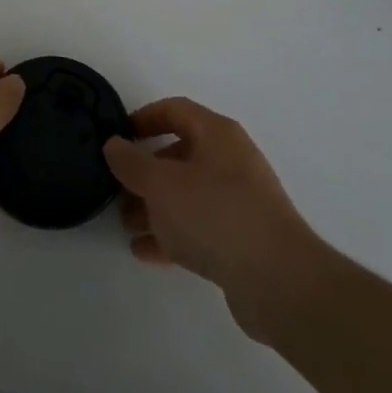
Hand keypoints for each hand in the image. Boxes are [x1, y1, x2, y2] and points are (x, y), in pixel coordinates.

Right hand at [104, 98, 322, 342]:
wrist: (279, 282)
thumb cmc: (215, 214)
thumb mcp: (162, 184)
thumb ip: (132, 163)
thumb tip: (113, 144)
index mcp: (217, 134)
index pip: (175, 110)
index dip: (144, 118)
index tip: (117, 136)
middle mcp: (230, 161)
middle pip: (179, 155)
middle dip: (145, 172)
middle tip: (115, 188)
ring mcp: (238, 201)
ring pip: (186, 195)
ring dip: (154, 207)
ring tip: (125, 224)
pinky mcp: (241, 240)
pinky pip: (197, 227)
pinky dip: (170, 234)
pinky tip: (144, 251)